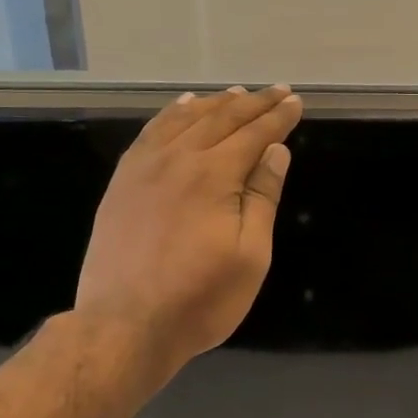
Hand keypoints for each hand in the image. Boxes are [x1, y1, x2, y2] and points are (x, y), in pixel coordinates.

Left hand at [77, 85, 302, 379]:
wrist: (124, 325)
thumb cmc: (199, 299)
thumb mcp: (249, 256)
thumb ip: (262, 198)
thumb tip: (275, 151)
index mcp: (213, 175)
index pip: (254, 134)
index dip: (278, 117)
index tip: (296, 102)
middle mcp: (177, 159)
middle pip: (221, 118)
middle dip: (253, 103)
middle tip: (277, 91)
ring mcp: (143, 168)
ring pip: (184, 119)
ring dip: (214, 103)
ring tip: (236, 94)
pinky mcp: (121, 182)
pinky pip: (150, 133)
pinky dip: (171, 114)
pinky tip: (181, 109)